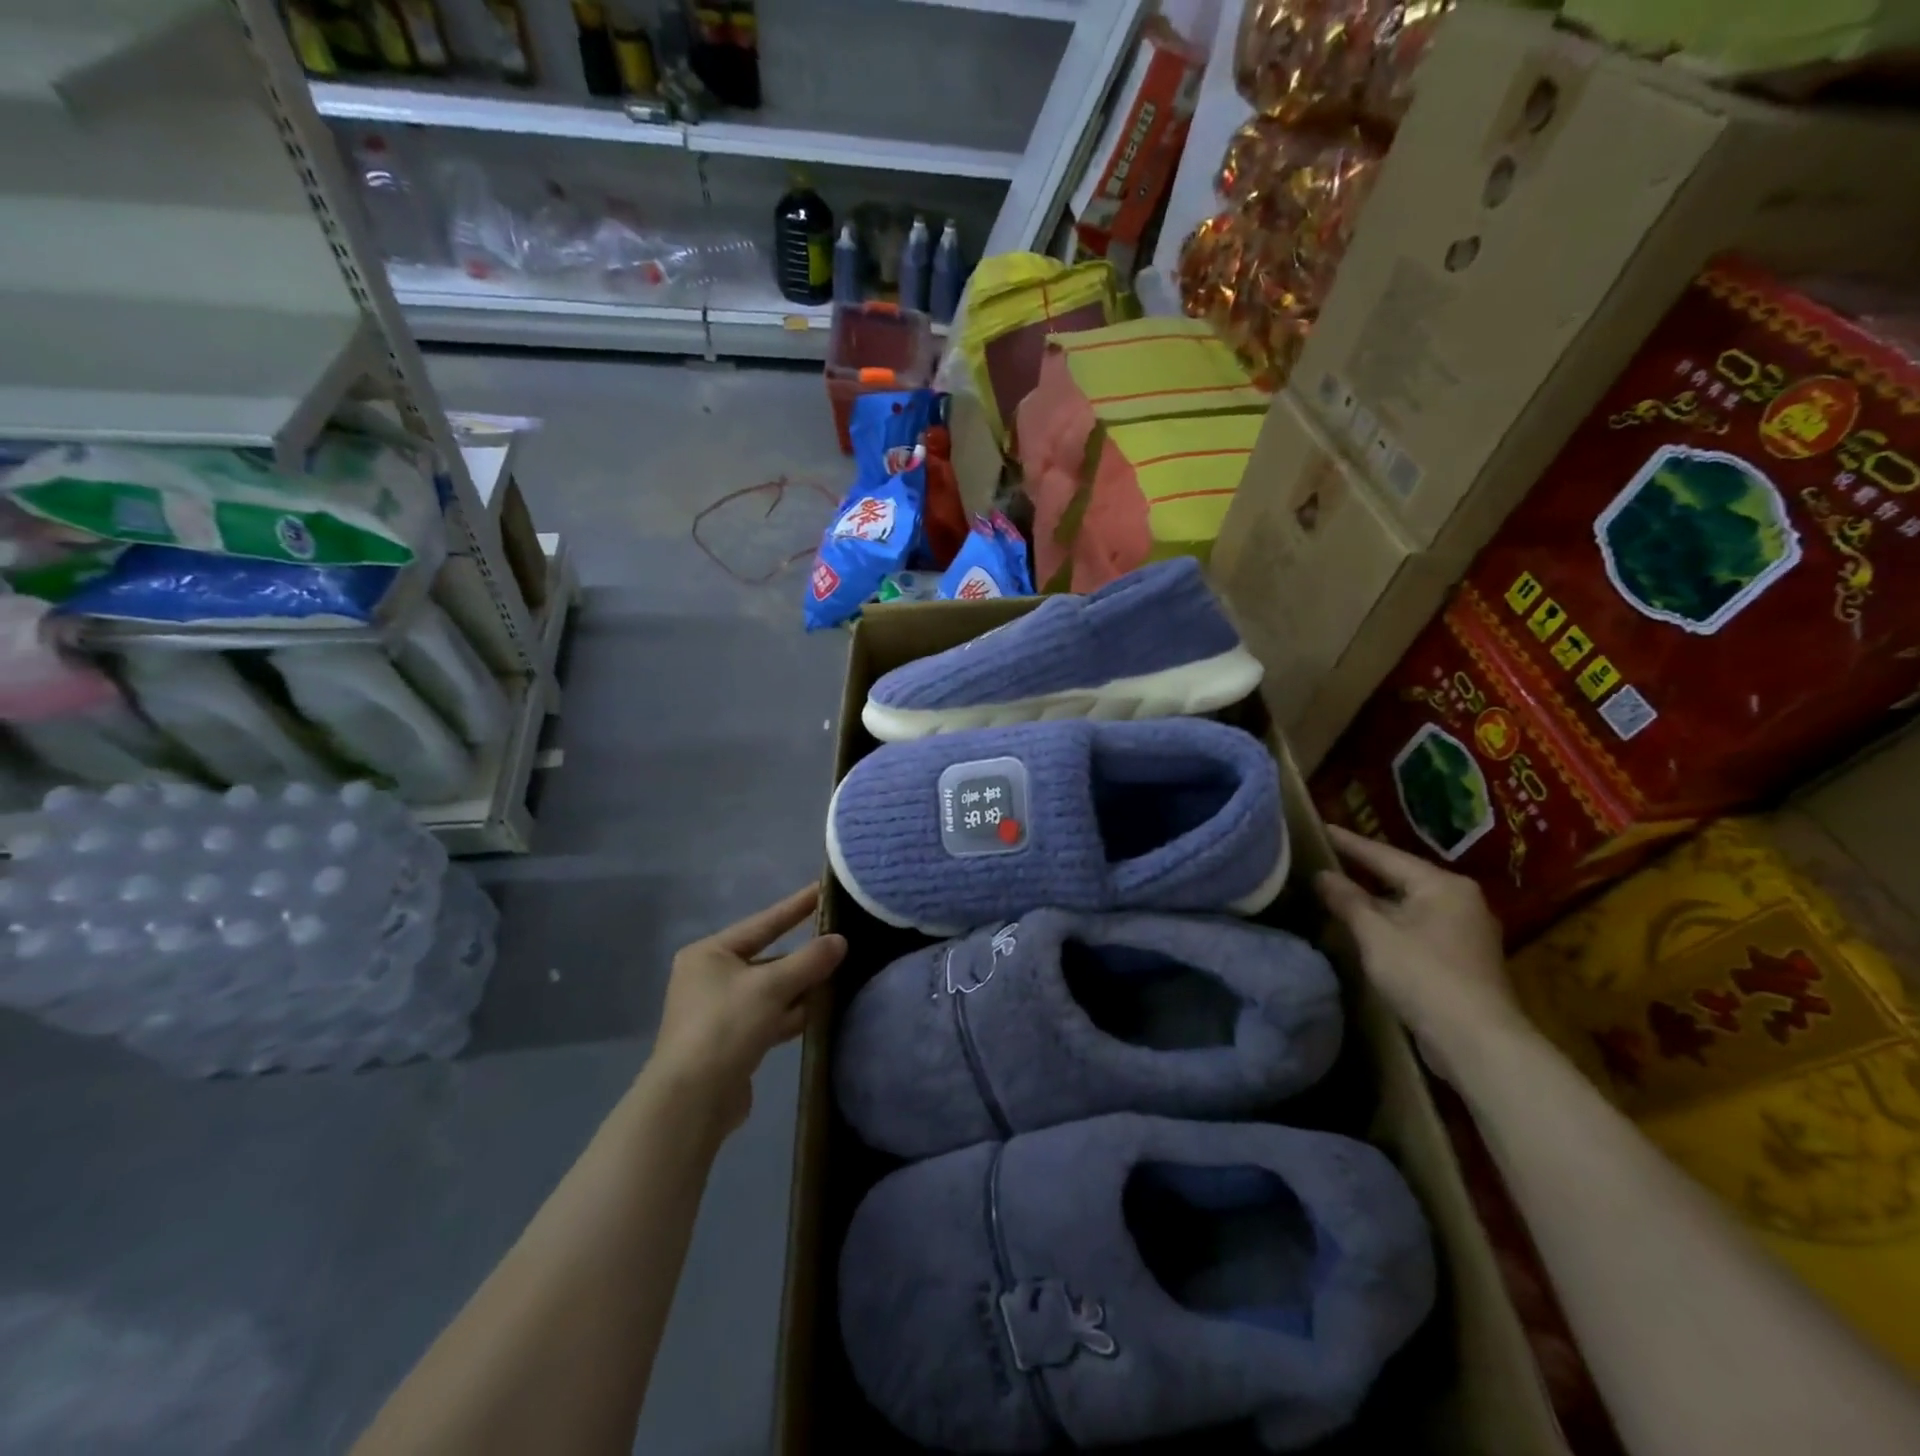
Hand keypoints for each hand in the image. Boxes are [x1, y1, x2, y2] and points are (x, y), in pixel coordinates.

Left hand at [646, 885, 846, 1136]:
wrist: (691, 1102)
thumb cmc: (725, 1027)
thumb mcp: (771, 986)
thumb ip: (809, 961)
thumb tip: (840, 941)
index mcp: (710, 954)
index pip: (763, 922)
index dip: (796, 906)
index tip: (823, 888)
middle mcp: (711, 978)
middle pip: (767, 958)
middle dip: (803, 953)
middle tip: (841, 936)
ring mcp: (720, 1012)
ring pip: (771, 989)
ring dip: (802, 985)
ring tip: (841, 972)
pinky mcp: (732, 1041)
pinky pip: (770, 1016)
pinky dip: (793, 1012)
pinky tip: (822, 1009)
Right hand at [1314, 825, 1524, 1065]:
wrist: (1477, 1041)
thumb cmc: (1424, 975)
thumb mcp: (1375, 934)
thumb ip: (1347, 900)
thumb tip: (1322, 875)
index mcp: (1443, 885)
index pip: (1385, 856)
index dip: (1350, 843)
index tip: (1321, 827)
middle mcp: (1460, 900)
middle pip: (1401, 878)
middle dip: (1363, 872)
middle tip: (1327, 857)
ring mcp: (1464, 931)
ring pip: (1408, 905)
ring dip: (1375, 901)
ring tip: (1339, 890)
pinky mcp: (1461, 959)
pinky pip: (1416, 928)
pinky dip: (1389, 924)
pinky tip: (1366, 928)